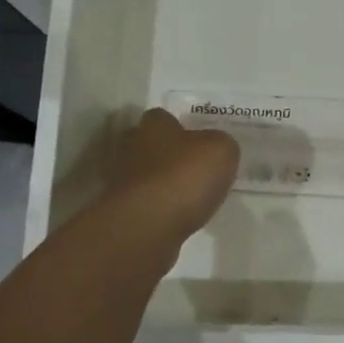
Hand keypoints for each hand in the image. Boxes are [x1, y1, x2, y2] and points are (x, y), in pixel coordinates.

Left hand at [100, 109, 239, 245]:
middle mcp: (132, 148)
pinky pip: (143, 203)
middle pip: (148, 144)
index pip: (161, 117)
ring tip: (187, 197)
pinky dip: (157, 208)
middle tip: (191, 168)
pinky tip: (176, 217)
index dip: (179, 126)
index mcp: (155, 126)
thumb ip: (220, 144)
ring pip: (144, 175)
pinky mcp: (122, 212)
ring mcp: (122, 181)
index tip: (196, 140)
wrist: (148, 225)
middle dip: (166, 154)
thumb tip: (215, 147)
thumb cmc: (185, 176)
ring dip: (161, 183)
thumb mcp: (221, 151)